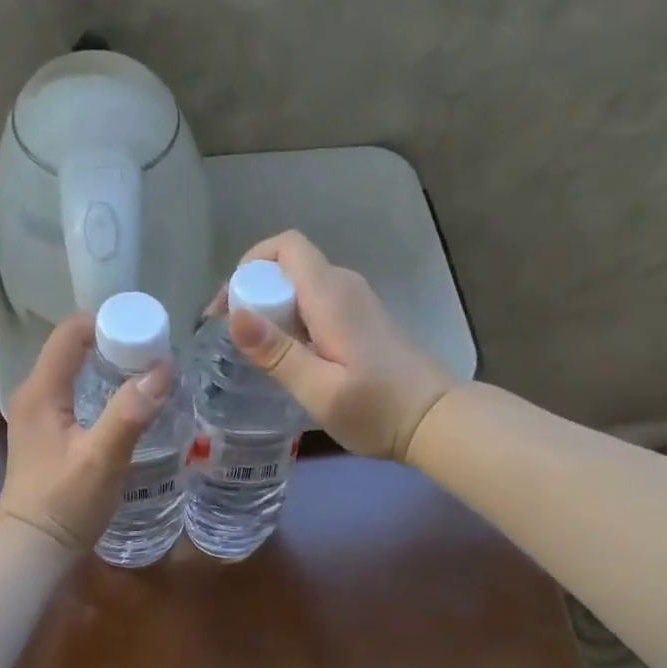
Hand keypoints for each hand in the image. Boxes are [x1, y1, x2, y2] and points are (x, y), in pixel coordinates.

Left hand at [0, 312, 173, 552]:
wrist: (34, 550)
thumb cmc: (64, 504)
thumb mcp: (102, 458)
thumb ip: (130, 413)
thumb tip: (163, 369)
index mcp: (40, 392)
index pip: (70, 333)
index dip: (107, 323)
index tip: (146, 331)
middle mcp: (34, 396)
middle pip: (73, 350)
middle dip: (114, 344)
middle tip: (156, 354)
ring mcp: (38, 417)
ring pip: (76, 374)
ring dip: (110, 368)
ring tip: (149, 375)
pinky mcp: (47, 436)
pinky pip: (76, 396)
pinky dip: (102, 390)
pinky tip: (128, 406)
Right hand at [222, 231, 457, 463]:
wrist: (437, 421)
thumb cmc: (378, 410)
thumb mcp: (319, 390)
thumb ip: (277, 353)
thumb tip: (235, 317)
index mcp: (331, 295)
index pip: (285, 246)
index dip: (249, 265)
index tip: (230, 308)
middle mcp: (345, 287)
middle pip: (289, 266)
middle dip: (254, 291)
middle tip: (234, 337)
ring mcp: (357, 302)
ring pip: (302, 286)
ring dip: (273, 308)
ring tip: (257, 351)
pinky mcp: (364, 320)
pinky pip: (317, 303)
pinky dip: (294, 319)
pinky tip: (291, 357)